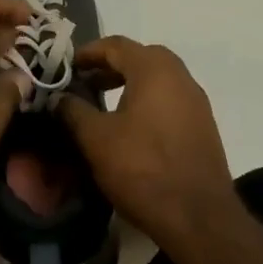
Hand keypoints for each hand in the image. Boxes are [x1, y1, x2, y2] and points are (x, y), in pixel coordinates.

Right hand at [60, 36, 241, 256]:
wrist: (199, 218)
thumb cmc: (142, 168)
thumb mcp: (96, 138)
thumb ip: (73, 110)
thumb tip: (59, 96)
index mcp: (154, 69)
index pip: (116, 45)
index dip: (87, 52)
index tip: (66, 66)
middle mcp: (180, 76)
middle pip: (140, 57)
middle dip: (110, 66)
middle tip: (84, 82)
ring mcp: (196, 101)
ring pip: (157, 79)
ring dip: (129, 84)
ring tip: (103, 105)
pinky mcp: (203, 126)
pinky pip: (170, 100)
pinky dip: (147, 101)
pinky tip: (131, 128)